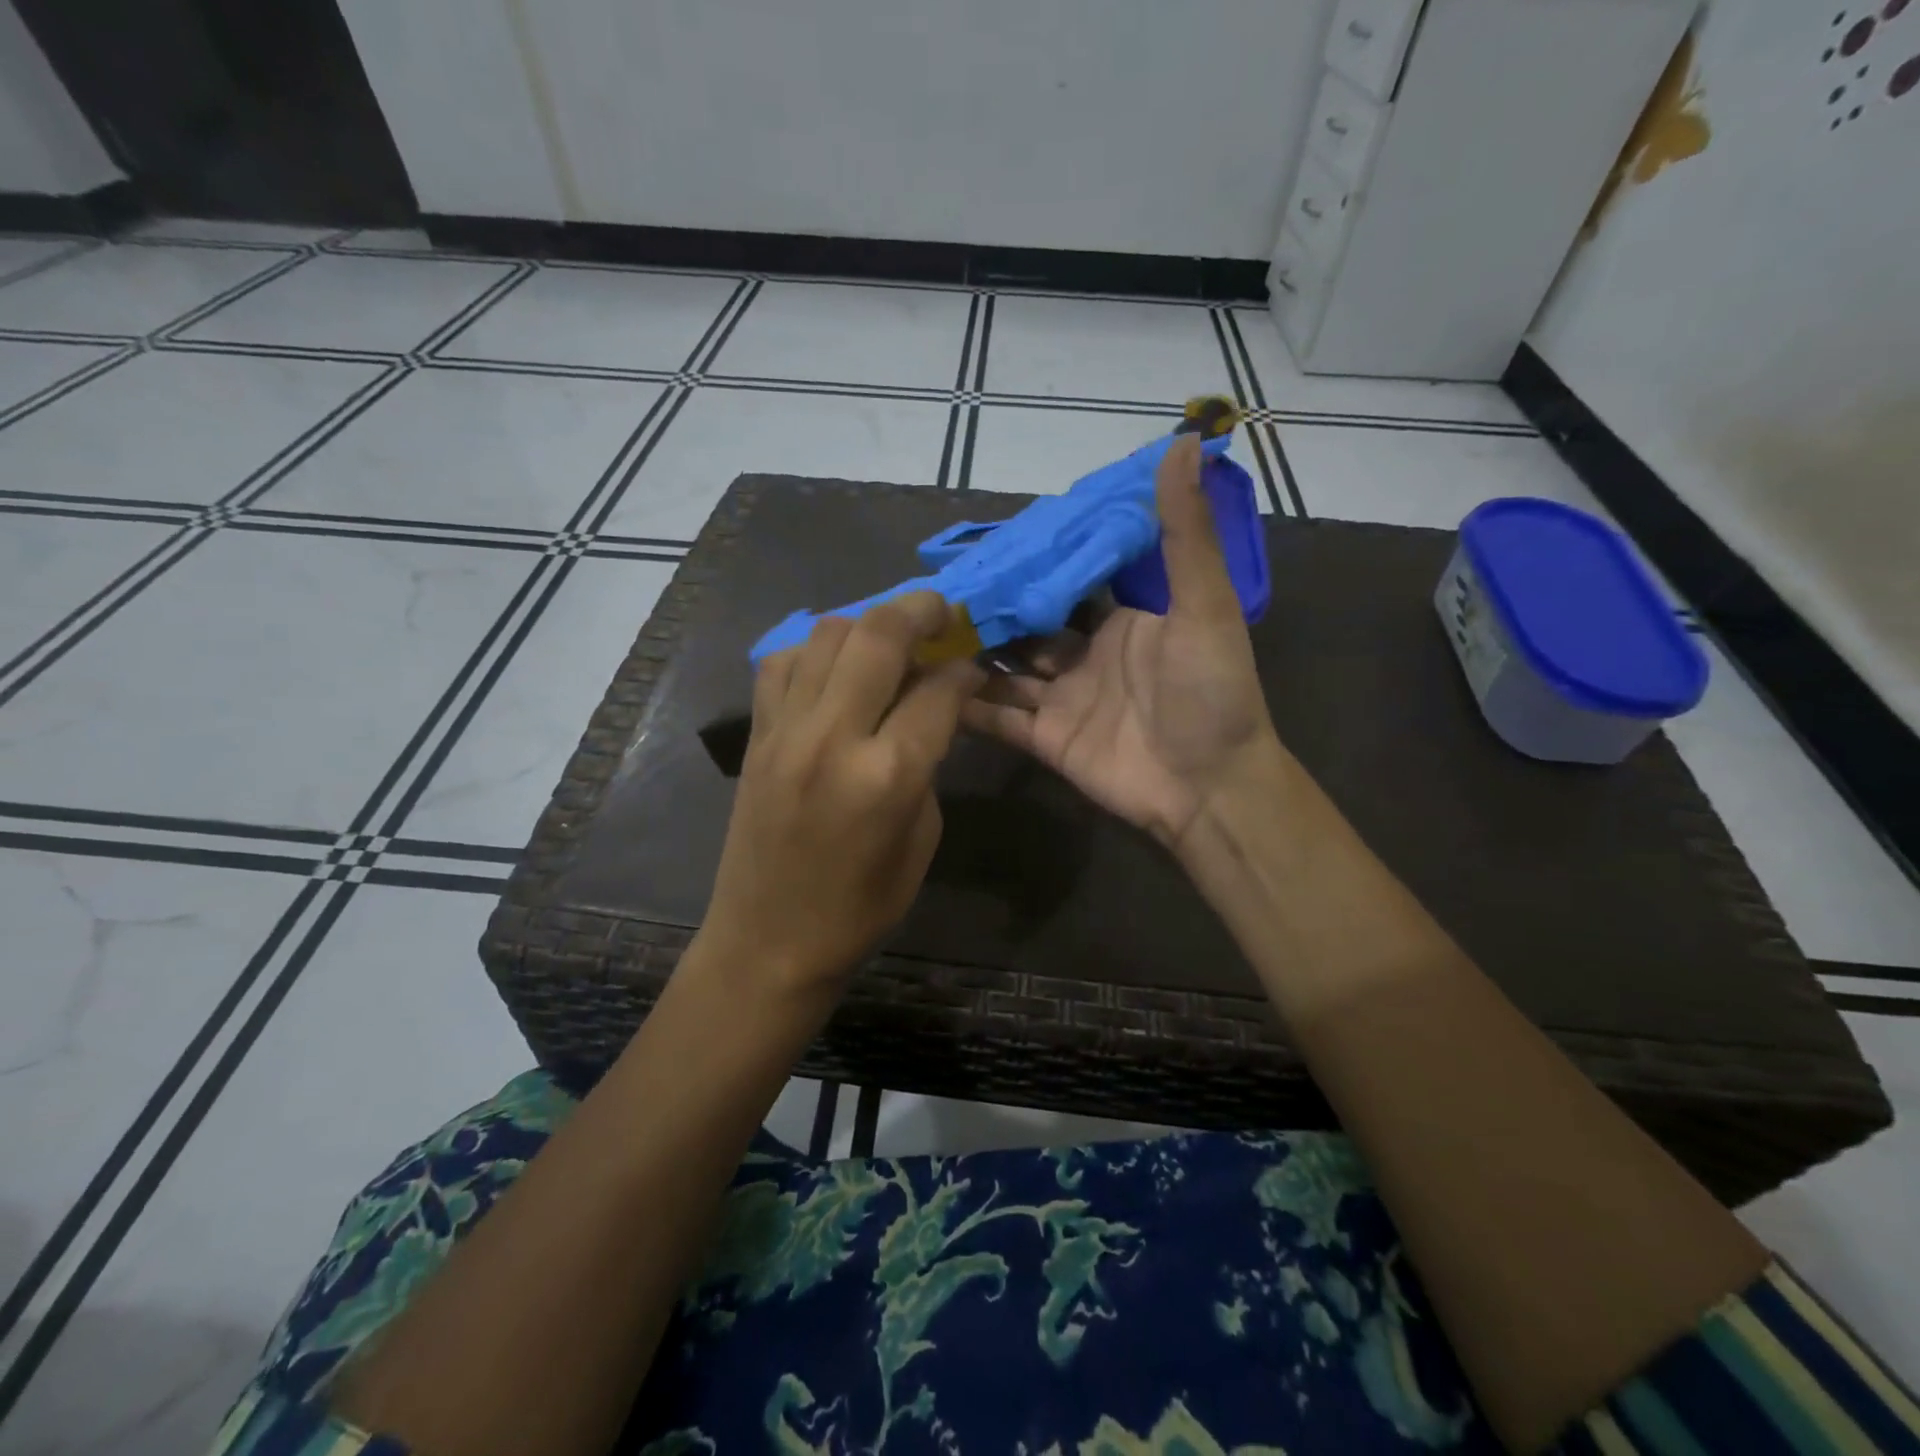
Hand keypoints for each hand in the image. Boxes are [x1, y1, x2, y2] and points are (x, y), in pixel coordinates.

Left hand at [701, 593, 983, 997]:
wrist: (768, 943)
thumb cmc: (860, 908)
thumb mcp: (921, 839)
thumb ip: (927, 763)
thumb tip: (930, 710)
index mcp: (889, 775)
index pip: (939, 691)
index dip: (965, 669)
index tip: (974, 663)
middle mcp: (833, 737)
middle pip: (878, 635)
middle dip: (919, 609)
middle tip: (940, 610)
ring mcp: (786, 730)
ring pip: (826, 634)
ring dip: (866, 623)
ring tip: (889, 636)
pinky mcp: (756, 734)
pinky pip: (783, 662)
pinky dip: (814, 649)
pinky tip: (834, 666)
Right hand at [963, 434, 1280, 854]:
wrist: (1211, 788)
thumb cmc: (1211, 692)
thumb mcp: (1204, 605)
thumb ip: (1185, 533)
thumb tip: (1185, 441)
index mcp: (1120, 619)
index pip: (1067, 580)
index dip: (1031, 562)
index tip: (987, 539)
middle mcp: (1085, 655)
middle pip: (1026, 625)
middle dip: (989, 608)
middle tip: (936, 586)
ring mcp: (1062, 699)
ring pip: (1005, 669)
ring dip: (970, 653)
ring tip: (919, 629)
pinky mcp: (1045, 740)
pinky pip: (999, 718)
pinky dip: (966, 706)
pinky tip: (924, 687)